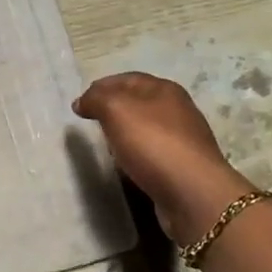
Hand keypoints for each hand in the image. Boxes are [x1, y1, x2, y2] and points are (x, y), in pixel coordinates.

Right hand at [74, 72, 248, 243]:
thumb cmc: (152, 143)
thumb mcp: (116, 110)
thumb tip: (82, 101)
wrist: (192, 192)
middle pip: (138, 102)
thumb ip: (96, 99)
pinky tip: (126, 165)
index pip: (126, 79)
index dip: (101, 87)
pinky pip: (152, 153)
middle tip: (91, 123)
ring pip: (145, 128)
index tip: (79, 104)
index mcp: (164, 89)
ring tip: (105, 145)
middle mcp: (177, 109)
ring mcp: (183, 139)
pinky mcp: (183, 166)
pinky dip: (136, 155)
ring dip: (124, 133)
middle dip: (113, 109)